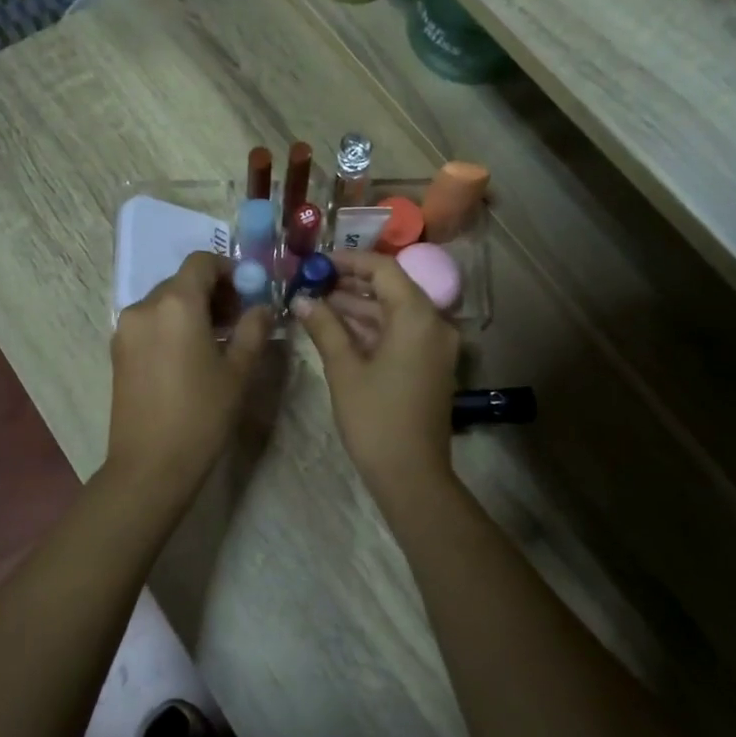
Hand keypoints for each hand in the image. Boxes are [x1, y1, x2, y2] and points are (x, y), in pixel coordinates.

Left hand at [106, 252, 269, 499]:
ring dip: (192, 309)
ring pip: (164, 302)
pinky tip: (190, 356)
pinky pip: (150, 322)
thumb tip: (262, 307)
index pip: (201, 262)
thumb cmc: (201, 415)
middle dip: (213, 291)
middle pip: (182, 281)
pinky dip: (172, 325)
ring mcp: (126, 328)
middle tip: (239, 319)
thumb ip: (253, 329)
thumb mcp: (238, 371)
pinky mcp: (118, 351)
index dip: (229, 270)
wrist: (150, 465)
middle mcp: (144, 306)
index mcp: (176, 304)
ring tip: (217, 340)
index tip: (249, 293)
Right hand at [292, 250, 459, 495]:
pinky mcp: (429, 364)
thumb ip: (324, 327)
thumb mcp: (344, 370)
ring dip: (358, 306)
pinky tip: (337, 327)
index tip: (317, 262)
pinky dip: (371, 328)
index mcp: (417, 317)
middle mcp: (434, 323)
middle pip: (391, 288)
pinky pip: (400, 333)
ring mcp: (434, 346)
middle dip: (350, 284)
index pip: (384, 269)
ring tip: (315, 302)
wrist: (412, 476)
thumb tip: (301, 299)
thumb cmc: (376, 420)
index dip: (349, 261)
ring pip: (394, 312)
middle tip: (311, 281)